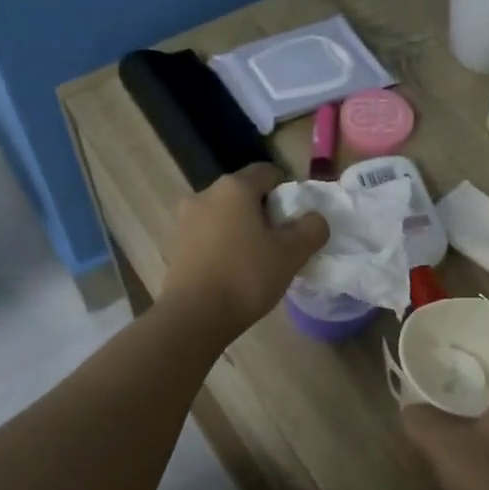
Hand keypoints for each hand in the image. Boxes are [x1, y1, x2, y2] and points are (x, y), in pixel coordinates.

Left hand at [159, 163, 327, 347]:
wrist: (194, 317)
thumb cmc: (246, 277)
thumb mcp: (292, 254)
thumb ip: (311, 229)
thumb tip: (314, 219)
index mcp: (234, 188)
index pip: (267, 172)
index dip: (287, 191)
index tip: (296, 220)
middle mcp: (204, 194)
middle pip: (243, 194)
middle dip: (263, 212)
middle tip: (279, 242)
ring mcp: (184, 220)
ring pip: (223, 215)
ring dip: (241, 229)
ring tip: (255, 260)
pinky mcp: (174, 245)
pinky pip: (207, 236)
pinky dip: (222, 245)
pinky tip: (231, 271)